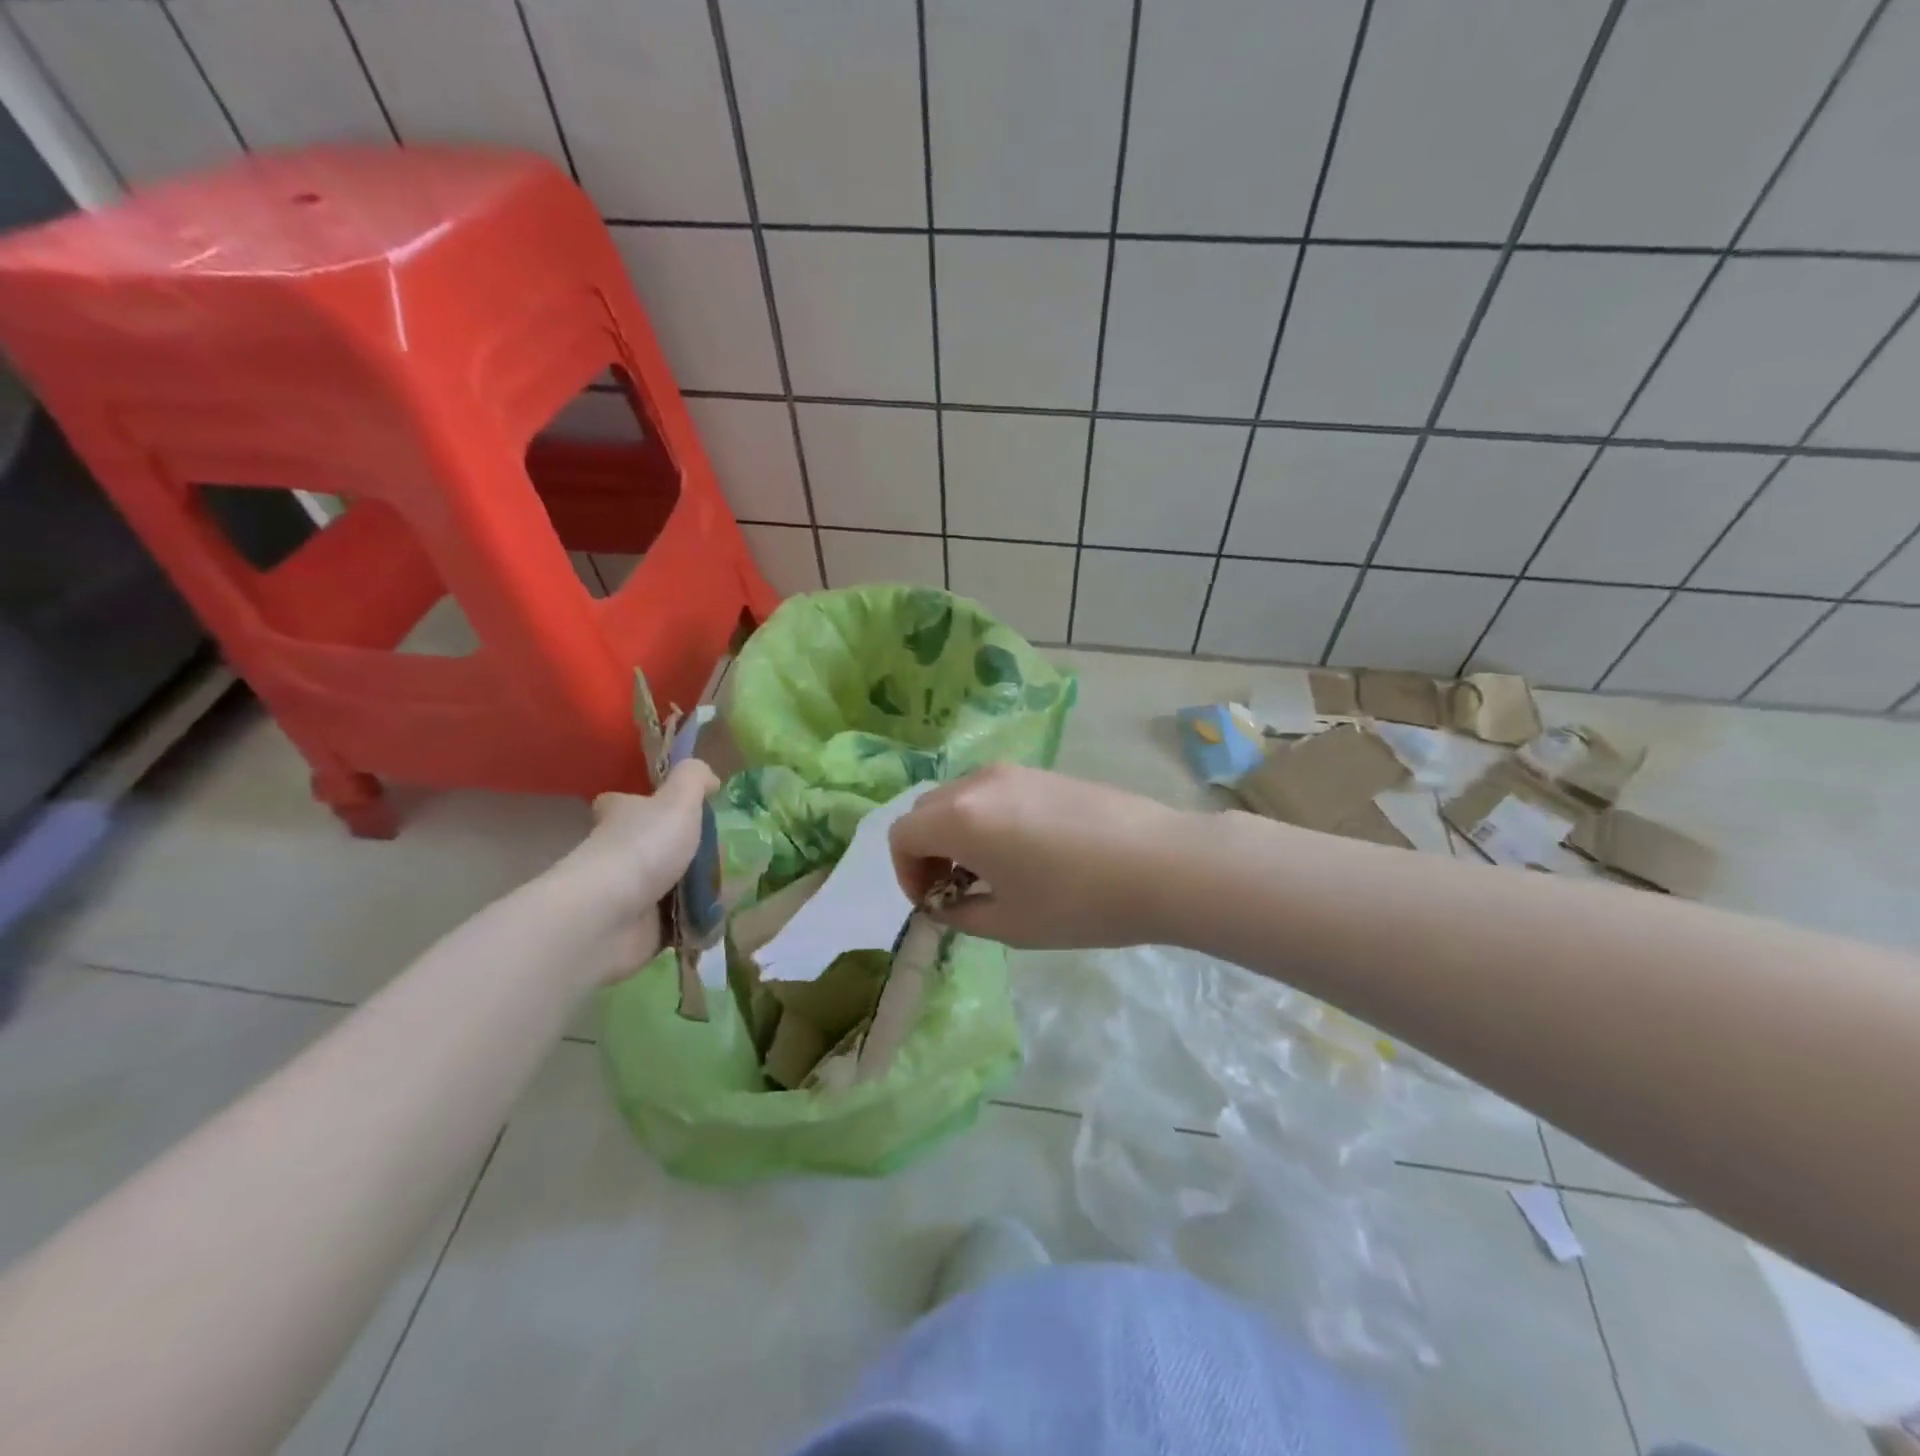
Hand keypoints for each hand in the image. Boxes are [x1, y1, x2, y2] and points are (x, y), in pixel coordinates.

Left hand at [552, 758, 718, 980]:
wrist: (610, 918)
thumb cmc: (644, 848)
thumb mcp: (678, 800)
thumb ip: (694, 778)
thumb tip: (710, 778)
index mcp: (623, 816)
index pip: (625, 803)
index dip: (645, 802)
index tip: (676, 808)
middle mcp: (621, 852)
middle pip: (658, 845)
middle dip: (689, 851)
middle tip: (728, 853)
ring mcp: (631, 893)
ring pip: (672, 885)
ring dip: (700, 889)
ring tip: (736, 885)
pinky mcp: (643, 929)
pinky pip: (681, 921)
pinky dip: (700, 921)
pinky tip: (725, 914)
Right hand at [887, 764, 1186, 948]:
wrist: (1162, 864)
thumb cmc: (1078, 902)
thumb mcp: (1011, 923)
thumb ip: (961, 914)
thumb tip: (945, 903)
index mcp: (961, 817)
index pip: (902, 835)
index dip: (905, 873)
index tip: (934, 904)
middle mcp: (980, 782)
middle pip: (927, 810)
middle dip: (928, 851)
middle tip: (956, 889)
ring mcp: (1016, 772)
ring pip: (961, 797)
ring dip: (957, 833)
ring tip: (992, 872)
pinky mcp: (1046, 772)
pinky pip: (995, 792)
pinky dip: (987, 818)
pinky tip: (1026, 851)